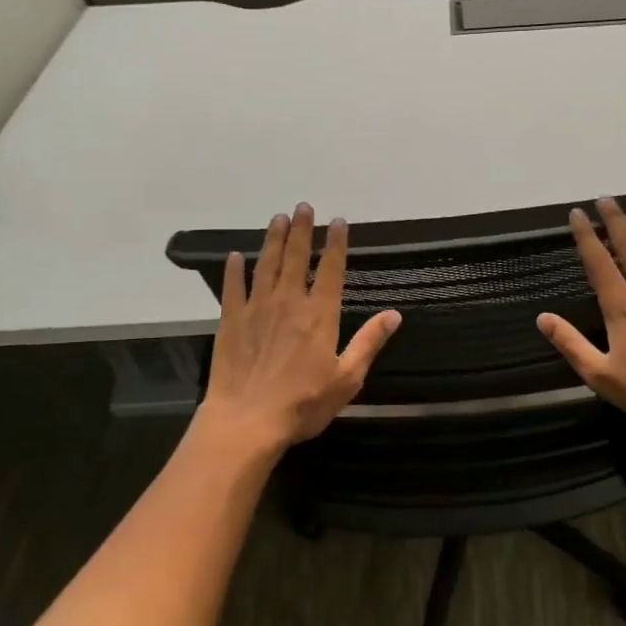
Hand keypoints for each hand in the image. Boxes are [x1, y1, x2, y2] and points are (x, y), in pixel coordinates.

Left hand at [196, 203, 400, 460]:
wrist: (247, 420)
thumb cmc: (303, 403)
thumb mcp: (347, 378)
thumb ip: (369, 342)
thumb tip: (394, 315)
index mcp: (320, 314)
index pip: (331, 269)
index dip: (335, 243)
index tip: (337, 221)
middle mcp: (289, 302)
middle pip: (296, 257)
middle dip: (302, 230)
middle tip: (303, 206)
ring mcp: (257, 308)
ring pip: (267, 264)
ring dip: (273, 239)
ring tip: (278, 218)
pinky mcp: (231, 320)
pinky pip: (233, 287)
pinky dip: (234, 270)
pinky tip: (235, 256)